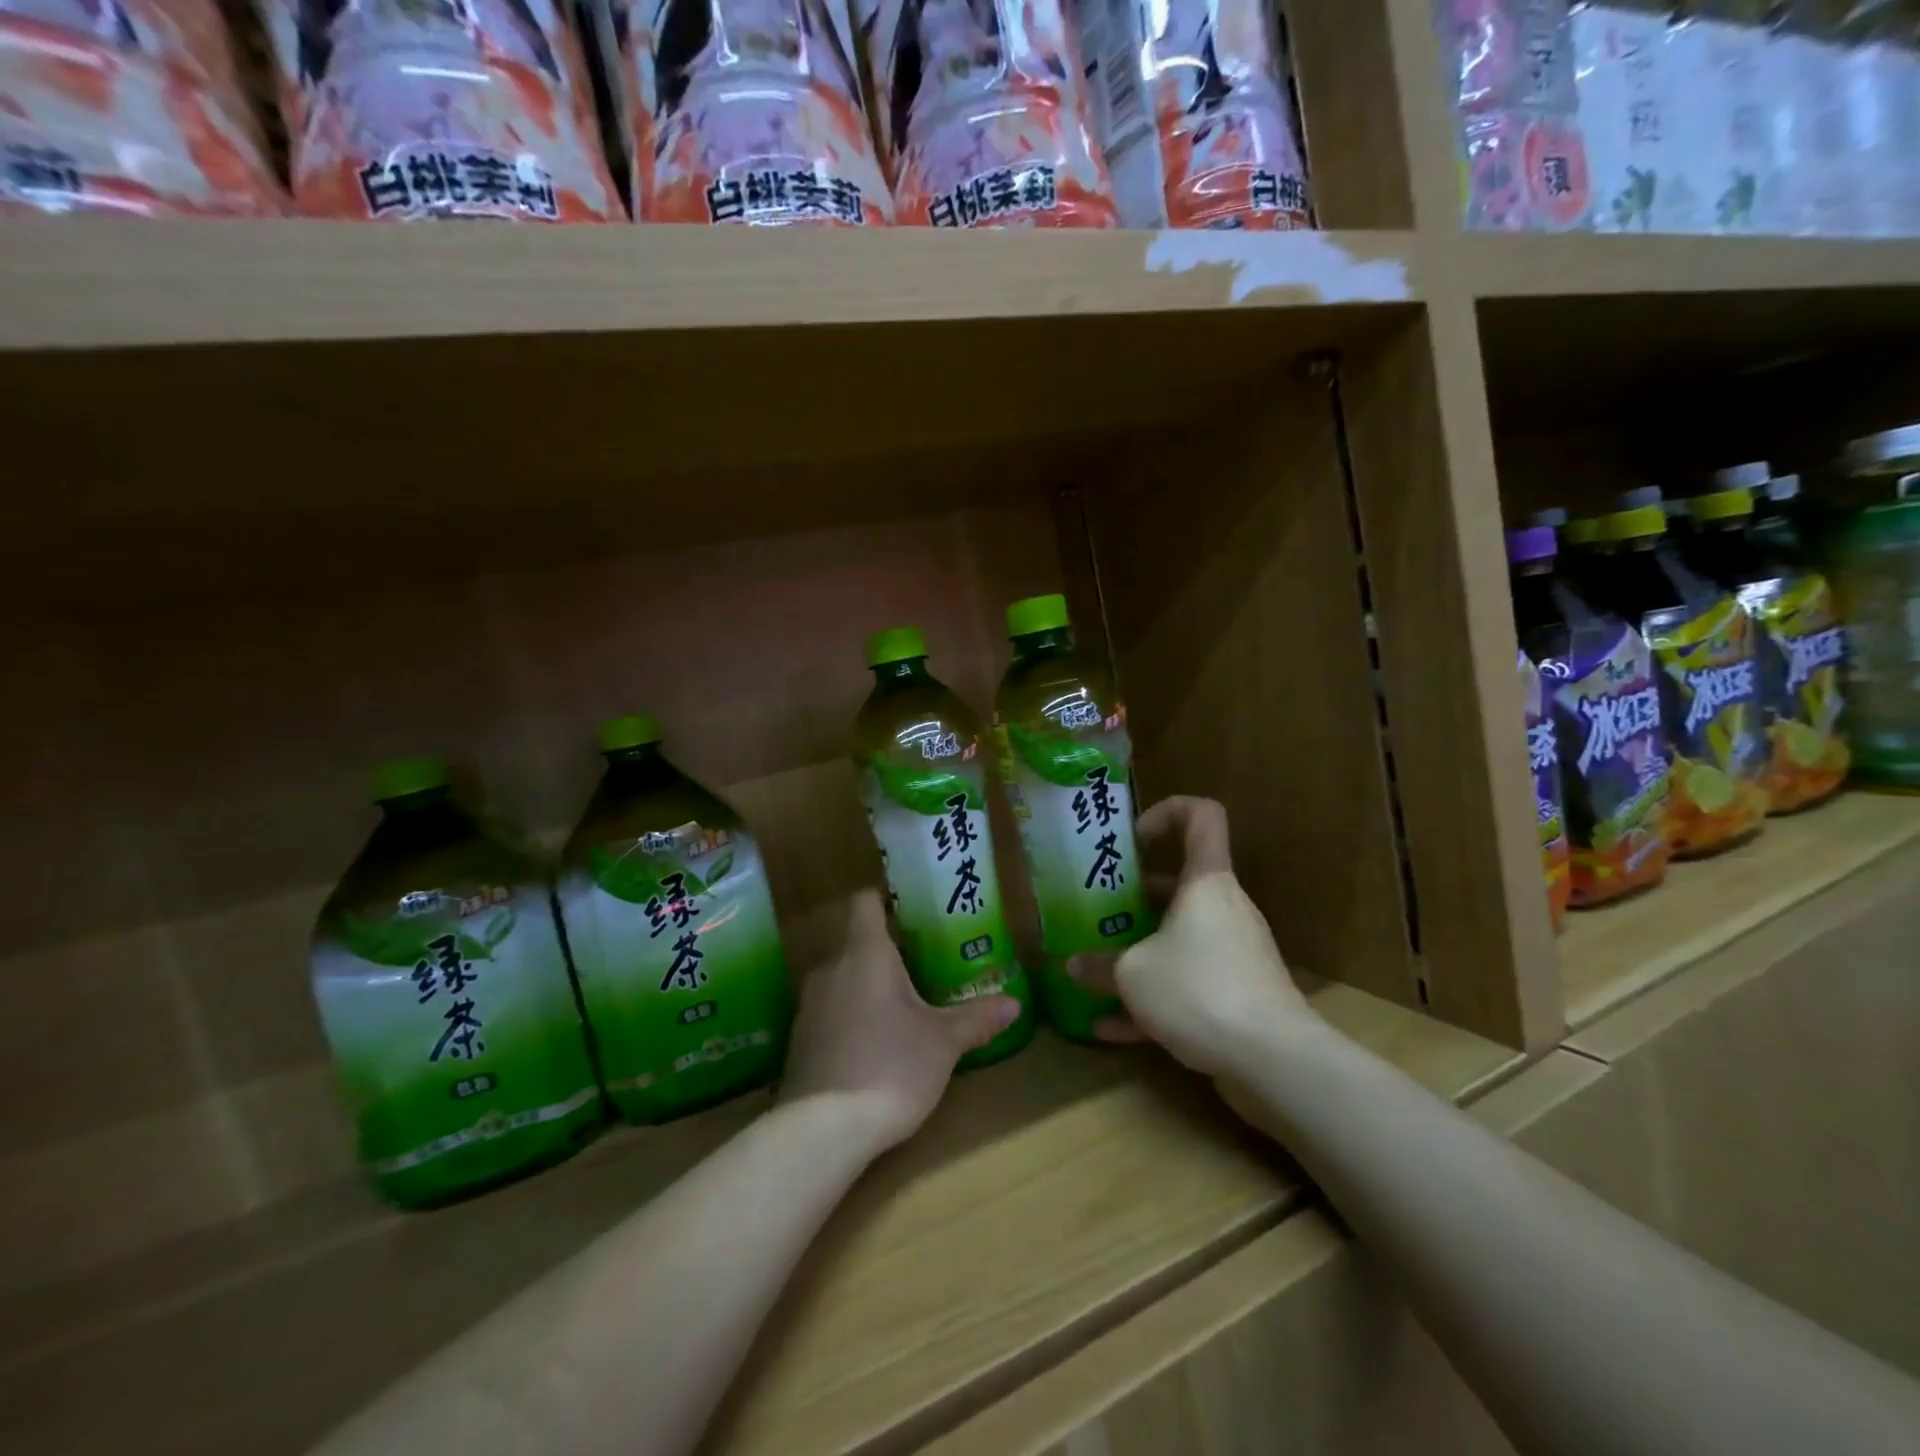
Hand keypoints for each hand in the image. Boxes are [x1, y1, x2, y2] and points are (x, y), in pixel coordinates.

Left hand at [780, 889, 1021, 1156]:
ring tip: (902, 1004)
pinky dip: (850, 1015)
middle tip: (924, 963)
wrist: (823, 1130)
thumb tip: (1014, 1003)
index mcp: (865, 953)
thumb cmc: (891, 1067)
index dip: (885, 899)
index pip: (865, 902)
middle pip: (856, 941)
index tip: (911, 910)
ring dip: (868, 985)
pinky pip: (829, 1010)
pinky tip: (873, 1043)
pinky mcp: (799, 1039)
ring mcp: (809, 1004)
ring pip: (842, 977)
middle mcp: (831, 968)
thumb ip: (976, 1018)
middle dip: (888, 950)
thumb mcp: (943, 1042)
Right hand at [1069, 796, 1308, 1080]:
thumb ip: (1098, 966)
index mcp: (1206, 882)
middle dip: (1136, 896)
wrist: (1274, 1061)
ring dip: (1141, 950)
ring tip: (1099, 967)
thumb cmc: (1199, 989)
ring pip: (1181, 937)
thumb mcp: (1133, 975)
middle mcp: (1224, 908)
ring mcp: (1234, 952)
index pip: (1202, 816)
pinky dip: (1154, 996)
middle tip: (1100, 911)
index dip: (1167, 811)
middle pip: (1182, 884)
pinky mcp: (1238, 993)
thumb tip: (1072, 965)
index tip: (1134, 838)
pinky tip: (1111, 1027)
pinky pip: (1188, 982)